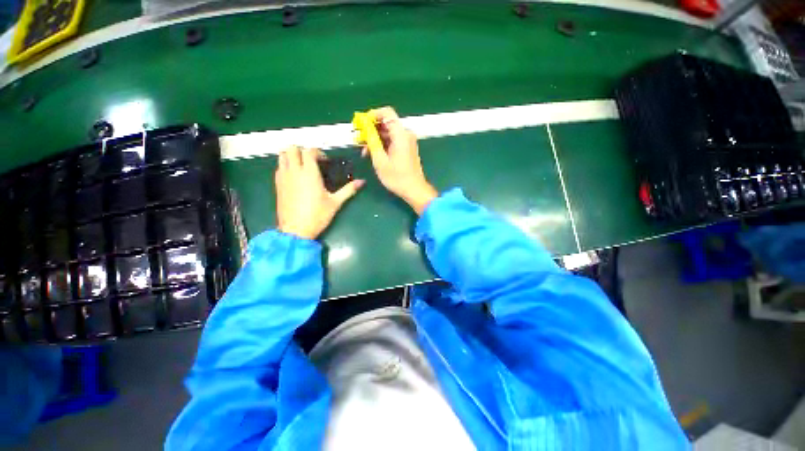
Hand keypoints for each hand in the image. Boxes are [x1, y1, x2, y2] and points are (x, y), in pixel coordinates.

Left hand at [275, 146, 363, 239]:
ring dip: (292, 156)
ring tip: (303, 166)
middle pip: (292, 148)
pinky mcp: (277, 185)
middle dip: (303, 151)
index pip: (309, 151)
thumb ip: (349, 190)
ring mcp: (283, 177)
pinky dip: (286, 166)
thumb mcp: (335, 202)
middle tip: (313, 162)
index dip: (318, 152)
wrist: (296, 230)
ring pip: (282, 156)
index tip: (325, 162)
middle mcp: (294, 171)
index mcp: (309, 173)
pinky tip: (295, 177)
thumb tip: (362, 182)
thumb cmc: (317, 215)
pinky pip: (279, 167)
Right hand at [365, 107, 437, 214]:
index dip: (372, 115)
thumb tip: (365, 126)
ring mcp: (407, 142)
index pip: (386, 113)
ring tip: (363, 149)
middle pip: (386, 123)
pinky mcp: (406, 149)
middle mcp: (406, 134)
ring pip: (388, 133)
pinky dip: (382, 144)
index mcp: (401, 134)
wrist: (414, 189)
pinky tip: (373, 153)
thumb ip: (372, 140)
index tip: (361, 124)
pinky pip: (392, 140)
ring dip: (375, 138)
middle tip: (358, 138)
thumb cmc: (397, 177)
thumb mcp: (380, 160)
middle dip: (371, 128)